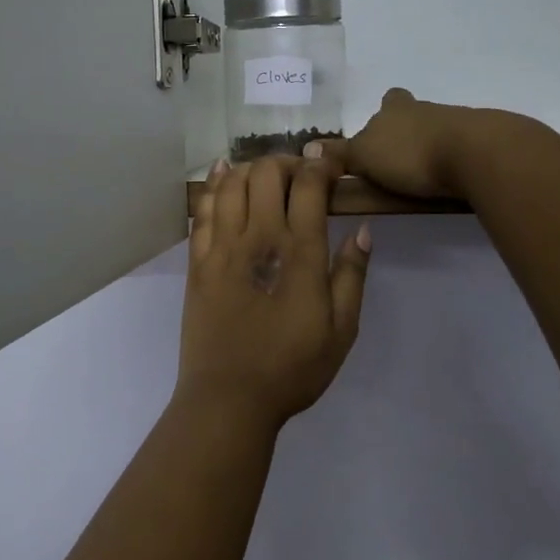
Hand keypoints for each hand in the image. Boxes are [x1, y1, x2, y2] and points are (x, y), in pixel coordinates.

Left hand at [180, 156, 370, 429]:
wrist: (230, 396)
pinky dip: (213, 183)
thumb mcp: (342, 330)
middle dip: (286, 162)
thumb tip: (362, 231)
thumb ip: (352, 275)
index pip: (309, 185)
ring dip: (250, 168)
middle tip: (298, 177)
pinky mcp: (198, 260)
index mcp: (300, 252)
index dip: (320, 164)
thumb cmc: (292, 367)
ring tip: (264, 176)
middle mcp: (259, 237)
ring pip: (231, 183)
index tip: (330, 163)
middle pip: (266, 173)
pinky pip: (202, 208)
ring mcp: (223, 246)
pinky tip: (221, 173)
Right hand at [314, 88, 497, 199]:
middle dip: (407, 133)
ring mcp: (457, 122)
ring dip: (431, 148)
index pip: (390, 101)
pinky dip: (454, 161)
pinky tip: (450, 180)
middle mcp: (425, 109)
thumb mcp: (364, 156)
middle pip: (414, 115)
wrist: (475, 153)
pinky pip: (461, 148)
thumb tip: (308, 148)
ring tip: (423, 179)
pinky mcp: (482, 142)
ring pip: (438, 130)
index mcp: (395, 109)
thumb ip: (339, 155)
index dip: (386, 111)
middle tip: (399, 161)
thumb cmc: (410, 152)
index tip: (381, 132)